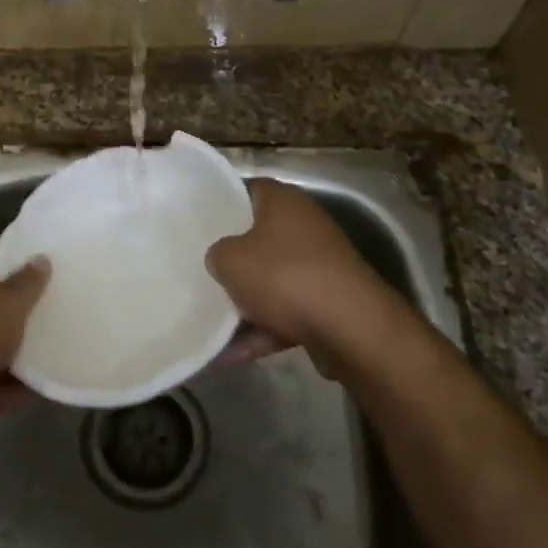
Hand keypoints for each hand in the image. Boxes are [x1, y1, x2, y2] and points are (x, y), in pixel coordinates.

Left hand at [0, 261, 48, 419]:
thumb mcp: (11, 299)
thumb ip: (29, 283)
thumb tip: (42, 259)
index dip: (9, 287)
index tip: (36, 297)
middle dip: (11, 327)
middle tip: (46, 328)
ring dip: (12, 362)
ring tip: (49, 362)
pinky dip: (8, 390)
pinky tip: (37, 391)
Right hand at [205, 178, 402, 365]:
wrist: (350, 327)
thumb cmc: (284, 276)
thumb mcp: (230, 259)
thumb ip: (217, 253)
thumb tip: (222, 258)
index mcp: (283, 202)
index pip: (247, 191)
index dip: (222, 204)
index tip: (198, 223)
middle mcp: (305, 226)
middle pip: (259, 238)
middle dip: (232, 259)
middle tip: (201, 271)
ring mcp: (320, 266)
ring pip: (272, 280)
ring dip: (244, 304)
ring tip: (208, 325)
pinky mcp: (328, 302)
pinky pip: (285, 313)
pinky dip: (262, 331)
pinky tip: (230, 356)